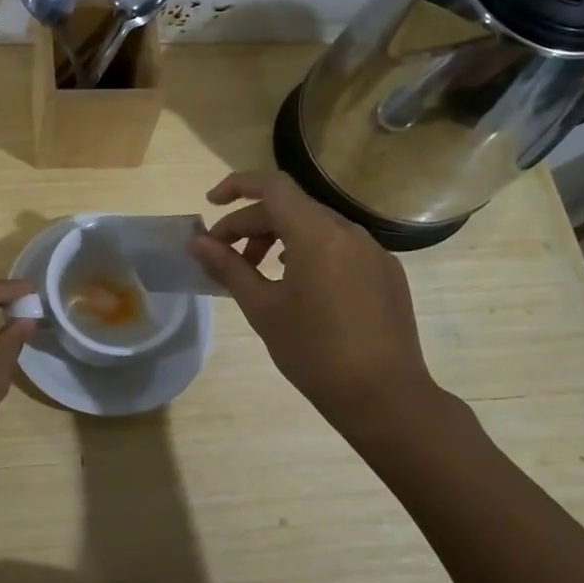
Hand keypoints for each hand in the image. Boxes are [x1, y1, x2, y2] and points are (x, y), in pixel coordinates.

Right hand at [188, 171, 448, 439]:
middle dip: (251, 224)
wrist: (385, 397)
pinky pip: (340, 246)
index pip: (272, 186)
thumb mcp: (262, 308)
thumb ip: (228, 267)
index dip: (237, 185)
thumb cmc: (314, 352)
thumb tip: (197, 242)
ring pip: (316, 226)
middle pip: (291, 208)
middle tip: (223, 255)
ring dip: (279, 238)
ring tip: (257, 272)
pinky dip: (309, 251)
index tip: (211, 204)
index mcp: (317, 234)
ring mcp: (373, 251)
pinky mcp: (386, 272)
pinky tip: (299, 285)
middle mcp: (348, 232)